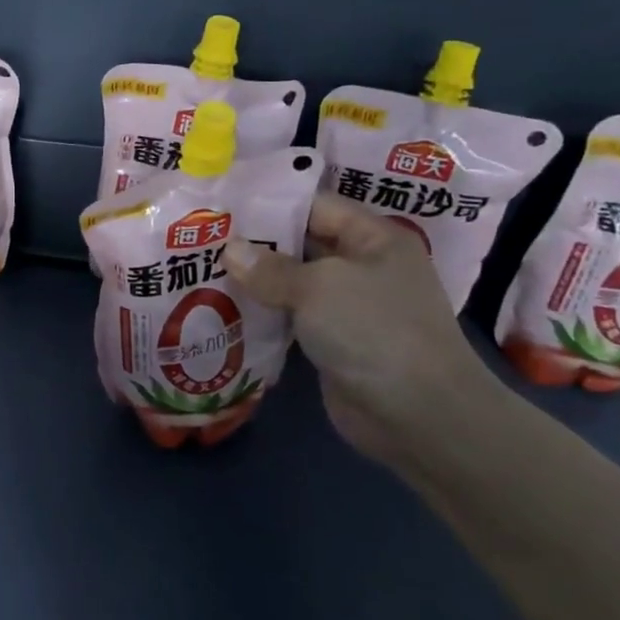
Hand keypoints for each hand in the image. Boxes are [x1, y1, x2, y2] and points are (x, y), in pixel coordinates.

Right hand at [224, 195, 498, 459]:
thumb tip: (230, 251)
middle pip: (302, 244)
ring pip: (294, 284)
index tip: (224, 206)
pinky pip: (292, 319)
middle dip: (256, 244)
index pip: (316, 207)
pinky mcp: (334, 342)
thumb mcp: (318, 287)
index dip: (271, 204)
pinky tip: (223, 310)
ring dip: (255, 282)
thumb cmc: (373, 330)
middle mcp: (363, 267)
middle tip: (203, 238)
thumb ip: (270, 268)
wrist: (417, 414)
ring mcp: (349, 308)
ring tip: (202, 270)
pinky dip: (264, 315)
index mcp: (374, 239)